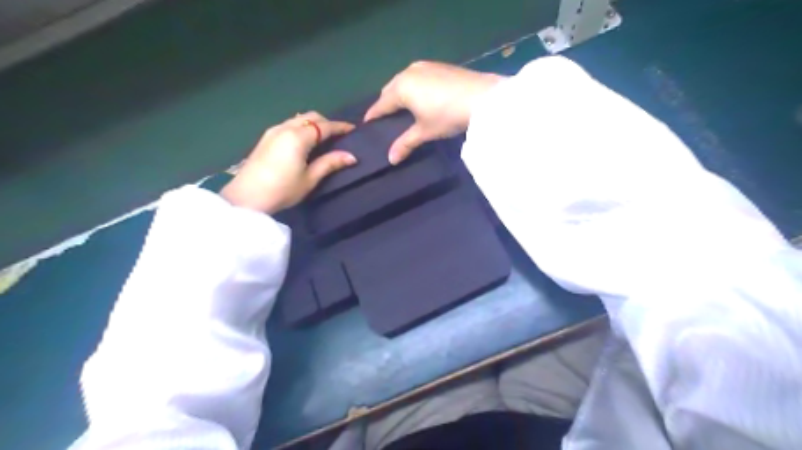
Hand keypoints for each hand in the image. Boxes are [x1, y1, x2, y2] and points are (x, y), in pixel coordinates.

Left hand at [220, 112, 355, 211]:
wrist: (247, 197)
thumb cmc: (282, 190)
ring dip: (313, 124)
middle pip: (311, 117)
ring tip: (323, 138)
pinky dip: (301, 127)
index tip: (353, 129)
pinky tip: (305, 141)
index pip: (324, 126)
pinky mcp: (265, 138)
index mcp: (298, 137)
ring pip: (298, 119)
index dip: (340, 127)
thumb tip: (351, 156)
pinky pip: (289, 124)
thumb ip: (330, 163)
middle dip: (327, 123)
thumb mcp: (310, 179)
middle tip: (339, 135)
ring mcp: (273, 131)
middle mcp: (285, 128)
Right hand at [366, 59, 503, 162]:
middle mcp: (409, 72)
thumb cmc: (447, 115)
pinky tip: (422, 96)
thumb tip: (391, 159)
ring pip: (404, 80)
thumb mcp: (425, 131)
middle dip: (386, 102)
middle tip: (387, 118)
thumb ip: (405, 143)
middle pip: (390, 89)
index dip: (374, 114)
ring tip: (403, 107)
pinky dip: (414, 86)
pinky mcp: (439, 65)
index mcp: (401, 88)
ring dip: (400, 92)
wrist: (482, 97)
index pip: (381, 103)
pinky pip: (418, 76)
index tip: (367, 123)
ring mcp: (425, 66)